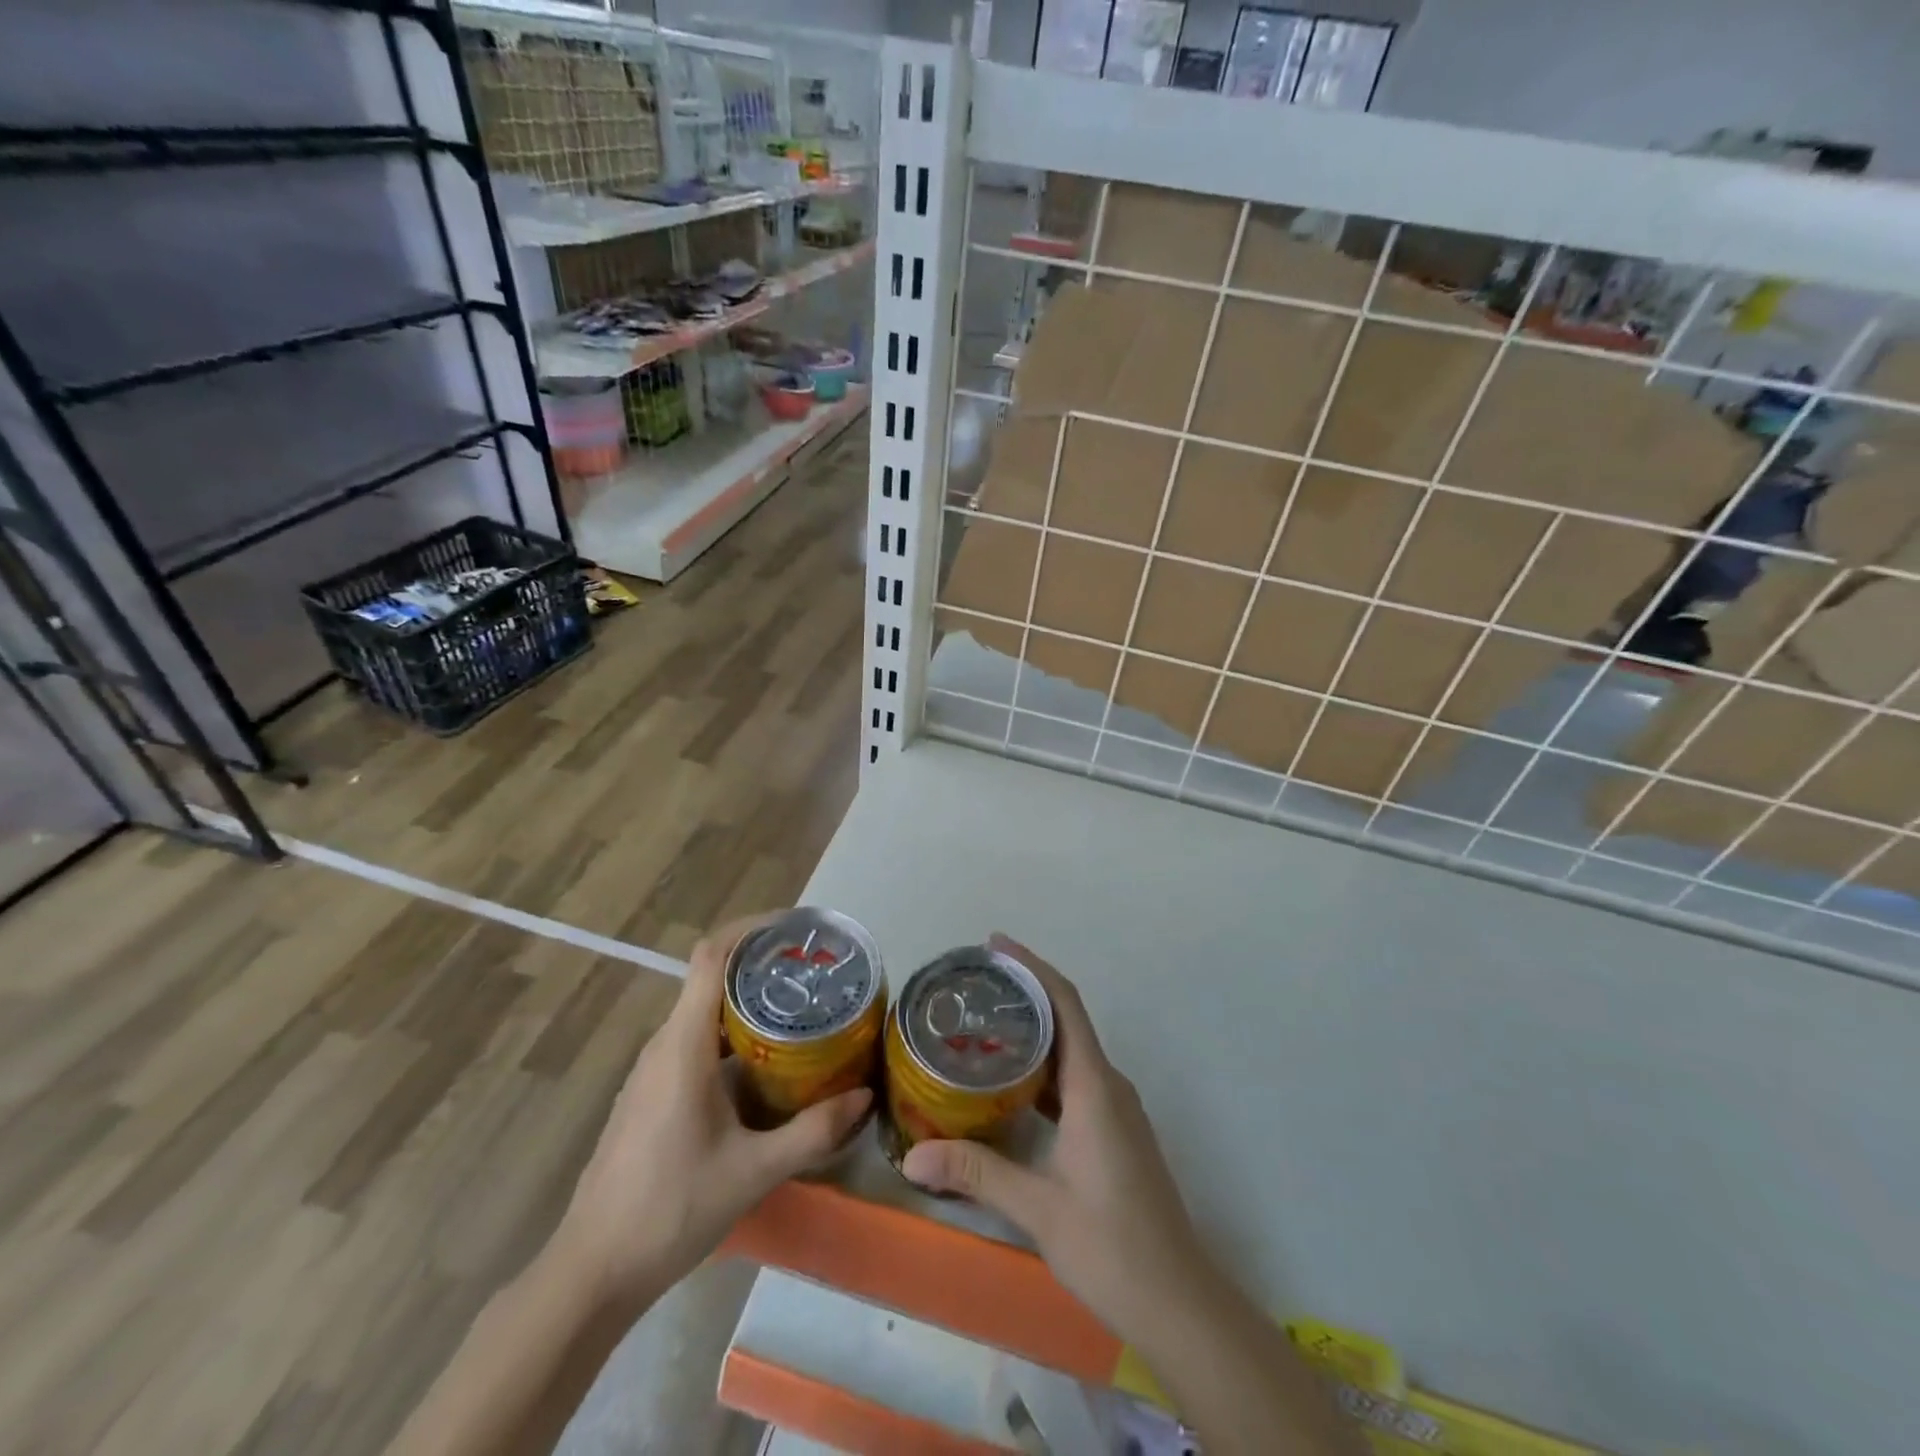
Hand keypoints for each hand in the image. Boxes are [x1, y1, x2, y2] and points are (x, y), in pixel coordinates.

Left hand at [554, 916, 871, 1305]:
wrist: (593, 1271)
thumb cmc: (670, 1209)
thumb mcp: (753, 1171)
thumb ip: (812, 1131)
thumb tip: (865, 1097)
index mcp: (683, 1045)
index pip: (710, 957)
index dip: (750, 929)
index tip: (794, 929)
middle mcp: (664, 1045)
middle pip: (710, 977)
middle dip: (760, 964)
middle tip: (814, 972)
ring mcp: (652, 1071)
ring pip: (702, 1011)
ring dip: (747, 1000)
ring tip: (800, 1009)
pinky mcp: (651, 1095)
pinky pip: (694, 1041)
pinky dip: (731, 1033)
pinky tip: (765, 1063)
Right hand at [901, 935, 1213, 1335]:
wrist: (1178, 1301)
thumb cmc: (1112, 1245)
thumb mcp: (1038, 1208)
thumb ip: (976, 1174)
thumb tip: (911, 1158)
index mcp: (1094, 1086)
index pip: (1065, 1004)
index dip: (1032, 967)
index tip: (996, 944)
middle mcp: (1108, 1085)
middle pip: (1066, 1018)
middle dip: (1025, 992)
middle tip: (973, 985)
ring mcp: (1115, 1109)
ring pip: (1071, 1050)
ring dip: (1033, 1030)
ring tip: (982, 1025)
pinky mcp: (1114, 1131)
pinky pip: (1075, 1079)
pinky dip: (1043, 1066)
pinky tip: (1010, 1083)